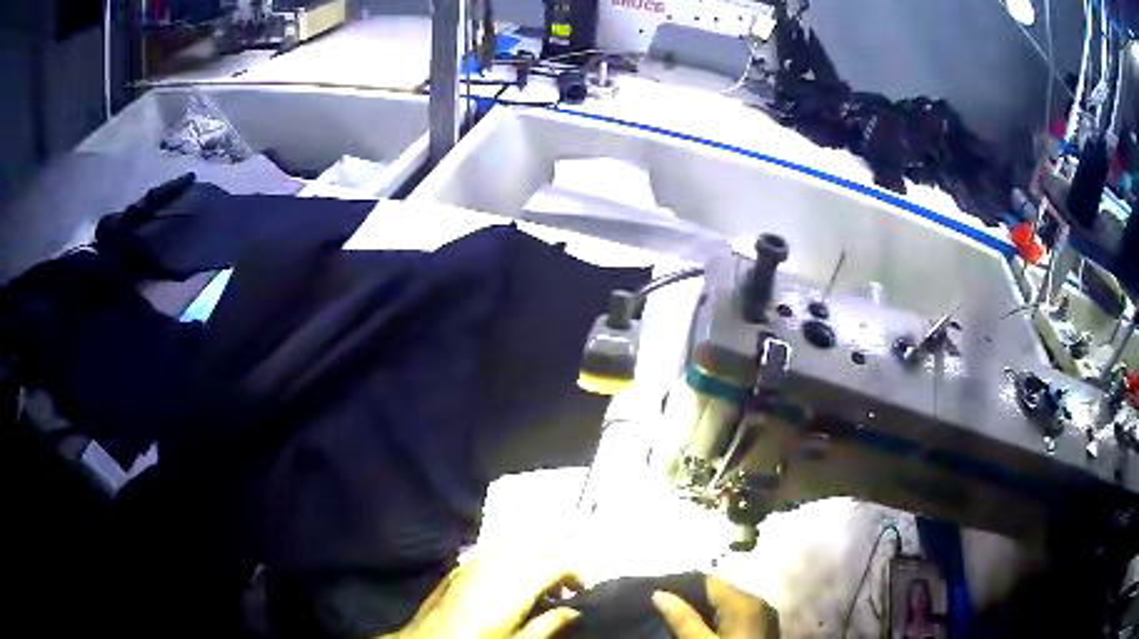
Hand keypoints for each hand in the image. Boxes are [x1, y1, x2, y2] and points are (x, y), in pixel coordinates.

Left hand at [384, 551, 583, 638]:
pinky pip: (495, 553)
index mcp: (518, 580)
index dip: (578, 573)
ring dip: (535, 561)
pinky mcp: (460, 565)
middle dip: (558, 564)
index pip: (560, 563)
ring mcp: (476, 560)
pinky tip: (510, 583)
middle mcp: (499, 561)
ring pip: (517, 547)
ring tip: (539, 587)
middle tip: (566, 590)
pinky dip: (512, 561)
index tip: (583, 590)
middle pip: (540, 549)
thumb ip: (549, 624)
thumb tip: (573, 611)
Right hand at [652, 576, 777, 638]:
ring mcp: (765, 617)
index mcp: (745, 601)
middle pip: (721, 593)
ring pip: (730, 606)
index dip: (684, 587)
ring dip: (708, 613)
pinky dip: (722, 622)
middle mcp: (760, 602)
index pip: (710, 580)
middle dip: (695, 601)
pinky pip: (740, 618)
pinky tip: (707, 633)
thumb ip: (682, 619)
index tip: (662, 597)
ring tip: (684, 623)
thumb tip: (659, 594)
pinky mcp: (765, 631)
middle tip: (668, 613)